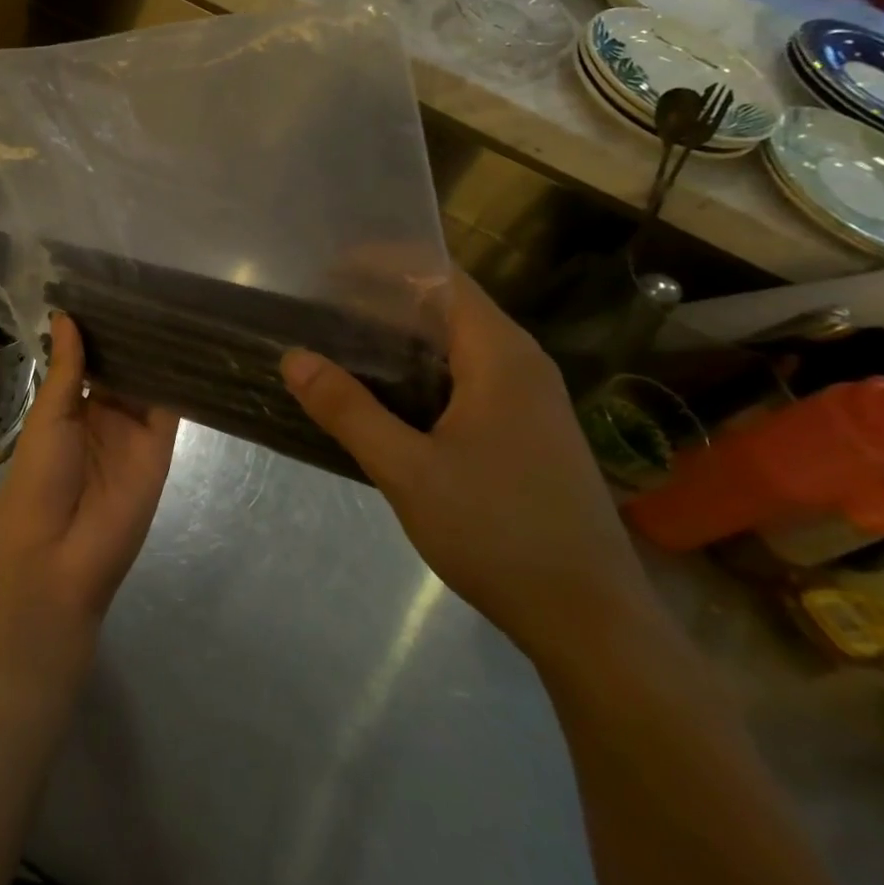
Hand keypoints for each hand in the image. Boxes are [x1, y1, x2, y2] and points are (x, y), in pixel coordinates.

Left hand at [0, 313, 177, 671]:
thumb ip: (66, 368)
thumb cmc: (38, 481)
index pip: (87, 359)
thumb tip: (65, 315)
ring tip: (170, 301)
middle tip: (149, 284)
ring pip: (147, 381)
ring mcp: (133, 430)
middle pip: (121, 366)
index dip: (97, 328)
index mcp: (68, 407)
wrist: (58, 557)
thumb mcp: (48, 417)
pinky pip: (170, 408)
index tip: (111, 287)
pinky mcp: (160, 447)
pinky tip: (186, 342)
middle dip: (130, 334)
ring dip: (155, 350)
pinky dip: (177, 379)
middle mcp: (103, 414)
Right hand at [281, 271, 658, 671]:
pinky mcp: (525, 430)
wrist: (591, 621)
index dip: (385, 263)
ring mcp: (528, 399)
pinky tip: (384, 394)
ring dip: (401, 336)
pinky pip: (466, 375)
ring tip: (341, 341)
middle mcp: (521, 363)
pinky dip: (421, 369)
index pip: (441, 277)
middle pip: (448, 305)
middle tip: (321, 306)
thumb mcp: (407, 470)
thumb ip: (347, 410)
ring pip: (456, 343)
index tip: (328, 268)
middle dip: (384, 298)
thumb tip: (292, 357)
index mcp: (501, 356)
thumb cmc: (499, 533)